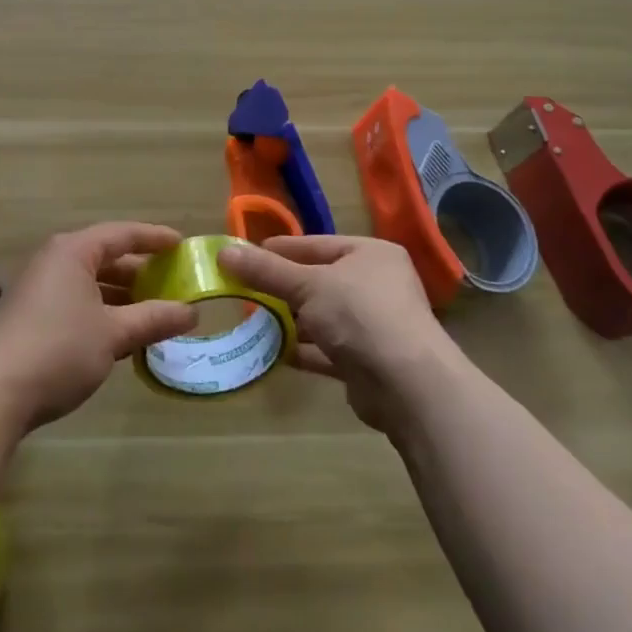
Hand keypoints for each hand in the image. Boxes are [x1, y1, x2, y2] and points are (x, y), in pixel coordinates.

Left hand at [0, 222, 197, 427]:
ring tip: (153, 312)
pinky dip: (102, 311)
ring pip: (90, 283)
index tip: (181, 244)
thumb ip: (153, 319)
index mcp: (73, 251)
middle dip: (139, 271)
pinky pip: (76, 301)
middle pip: (105, 257)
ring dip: (121, 296)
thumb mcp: (113, 334)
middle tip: (172, 282)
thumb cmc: (59, 349)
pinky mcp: (30, 316)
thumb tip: (191, 312)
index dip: (154, 238)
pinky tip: (120, 335)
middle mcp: (54, 261)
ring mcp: (38, 288)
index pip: (122, 234)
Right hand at [217, 234, 456, 431]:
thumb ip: (266, 271)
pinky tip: (273, 352)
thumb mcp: (307, 285)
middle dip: (282, 288)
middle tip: (243, 291)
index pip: (317, 244)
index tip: (245, 256)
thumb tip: (223, 253)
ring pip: (322, 317)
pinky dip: (302, 350)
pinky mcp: (366, 362)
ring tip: (252, 321)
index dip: (281, 250)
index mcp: (370, 254)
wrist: (407, 386)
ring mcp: (374, 325)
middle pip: (319, 281)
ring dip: (290, 321)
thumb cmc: (360, 315)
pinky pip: (326, 350)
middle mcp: (376, 285)